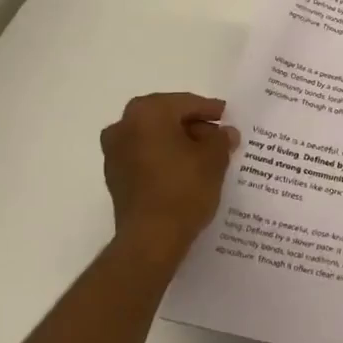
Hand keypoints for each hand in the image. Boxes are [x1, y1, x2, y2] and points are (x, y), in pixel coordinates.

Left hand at [101, 93, 238, 259]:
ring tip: (204, 155)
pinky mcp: (115, 176)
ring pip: (153, 136)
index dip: (210, 110)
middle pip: (166, 117)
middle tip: (217, 136)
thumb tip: (225, 133)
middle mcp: (124, 126)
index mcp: (147, 112)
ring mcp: (114, 152)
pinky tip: (184, 171)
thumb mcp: (214, 159)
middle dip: (192, 125)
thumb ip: (221, 139)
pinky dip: (163, 157)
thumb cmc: (184, 189)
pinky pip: (144, 156)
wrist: (151, 239)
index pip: (186, 103)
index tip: (227, 116)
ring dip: (177, 141)